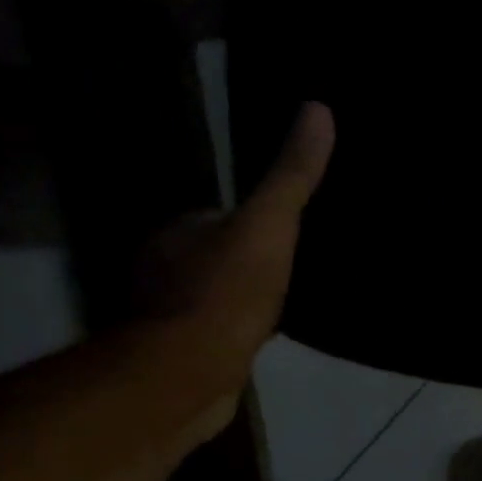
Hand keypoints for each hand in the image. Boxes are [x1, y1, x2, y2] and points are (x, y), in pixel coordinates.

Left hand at [137, 102, 334, 391]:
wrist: (190, 371)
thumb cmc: (227, 290)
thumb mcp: (271, 224)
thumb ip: (292, 175)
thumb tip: (317, 108)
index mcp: (178, 232)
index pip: (219, 214)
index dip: (256, 218)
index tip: (292, 225)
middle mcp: (164, 267)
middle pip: (219, 251)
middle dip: (252, 255)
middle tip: (300, 261)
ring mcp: (171, 312)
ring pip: (218, 290)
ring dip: (247, 292)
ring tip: (292, 297)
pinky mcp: (185, 352)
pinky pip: (221, 327)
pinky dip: (242, 327)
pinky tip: (268, 333)